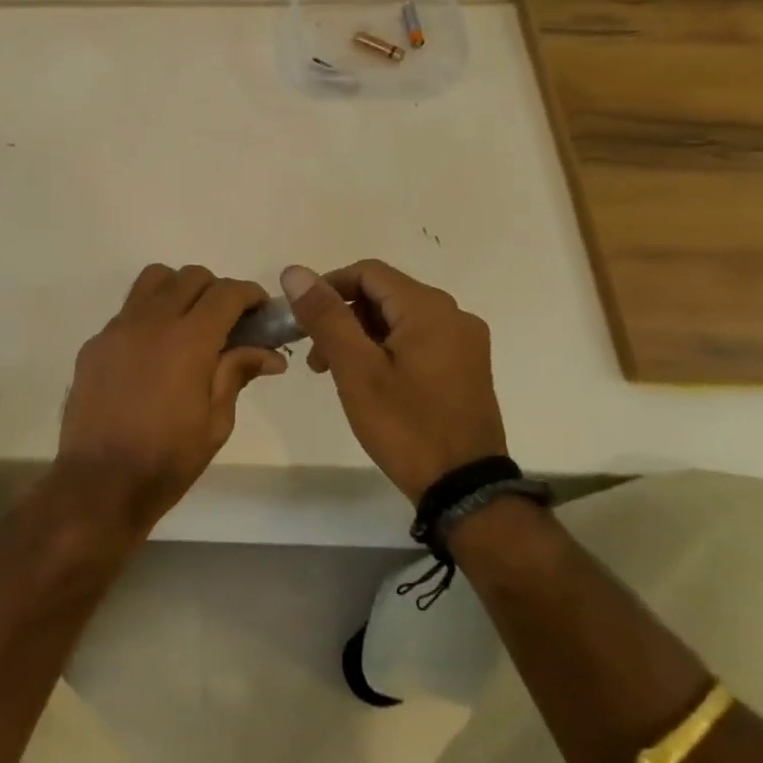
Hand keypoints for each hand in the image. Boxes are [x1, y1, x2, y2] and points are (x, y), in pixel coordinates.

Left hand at [57, 265, 287, 529]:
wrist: (100, 482)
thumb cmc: (168, 458)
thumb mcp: (216, 421)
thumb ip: (238, 374)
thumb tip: (270, 354)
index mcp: (189, 339)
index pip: (226, 292)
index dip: (250, 294)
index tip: (260, 311)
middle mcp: (151, 321)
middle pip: (190, 276)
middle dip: (216, 290)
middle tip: (227, 322)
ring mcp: (117, 329)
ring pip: (152, 281)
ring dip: (178, 290)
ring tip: (187, 324)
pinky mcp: (94, 344)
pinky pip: (126, 312)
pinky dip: (147, 318)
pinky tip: (151, 356)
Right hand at [282, 260, 506, 503]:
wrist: (463, 489)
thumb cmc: (405, 425)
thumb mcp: (356, 369)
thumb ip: (326, 316)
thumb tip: (295, 273)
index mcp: (429, 308)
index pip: (368, 273)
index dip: (328, 287)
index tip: (302, 320)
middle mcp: (454, 315)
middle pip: (384, 295)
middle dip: (343, 317)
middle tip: (315, 357)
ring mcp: (464, 343)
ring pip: (399, 319)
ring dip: (361, 336)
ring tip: (336, 373)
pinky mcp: (466, 368)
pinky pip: (417, 341)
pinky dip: (386, 350)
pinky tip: (370, 382)